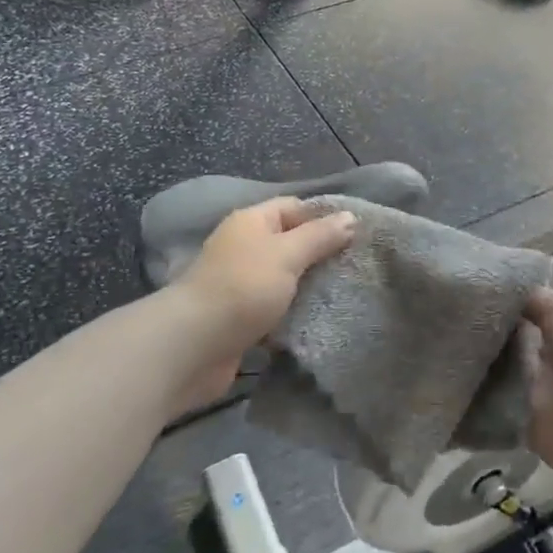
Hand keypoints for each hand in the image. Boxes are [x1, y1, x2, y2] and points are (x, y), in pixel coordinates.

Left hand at [167, 197, 356, 410]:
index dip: (324, 216)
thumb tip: (350, 217)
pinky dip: (294, 316)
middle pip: (290, 244)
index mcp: (251, 222)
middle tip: (358, 267)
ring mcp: (240, 284)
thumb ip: (320, 236)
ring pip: (284, 280)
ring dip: (309, 289)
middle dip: (321, 255)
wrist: (193, 345)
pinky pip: (275, 311)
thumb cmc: (243, 288)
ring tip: (347, 294)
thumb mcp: (287, 254)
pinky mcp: (240, 319)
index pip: (294, 207)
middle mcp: (244, 248)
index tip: (359, 233)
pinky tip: (320, 322)